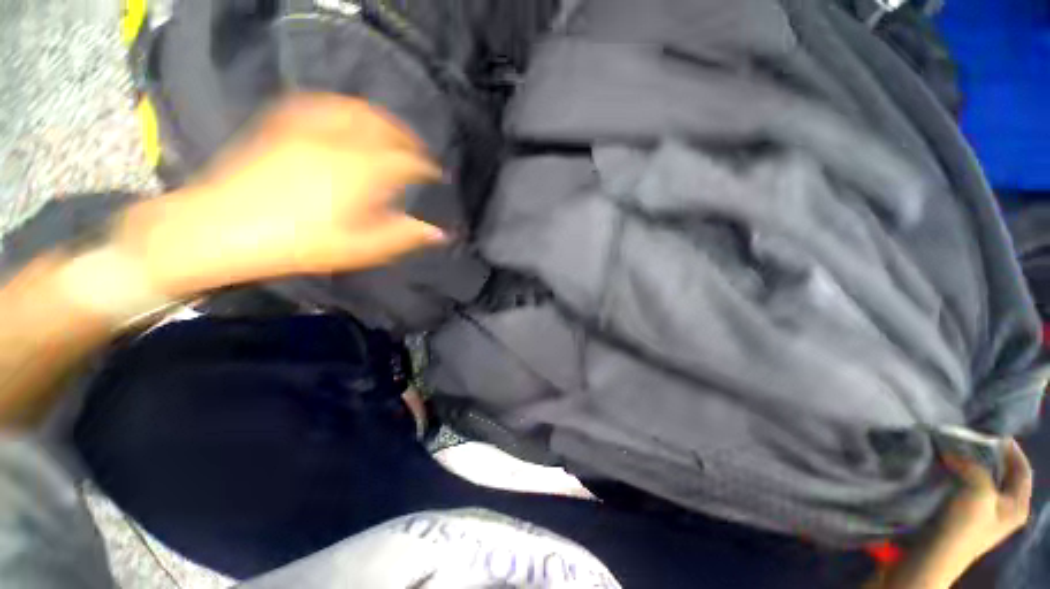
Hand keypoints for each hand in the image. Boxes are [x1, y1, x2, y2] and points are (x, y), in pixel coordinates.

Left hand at [116, 93, 446, 296]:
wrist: (220, 229)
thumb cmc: (297, 244)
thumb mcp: (358, 249)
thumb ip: (402, 236)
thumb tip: (439, 232)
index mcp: (361, 174)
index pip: (407, 162)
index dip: (427, 168)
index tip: (435, 175)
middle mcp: (340, 143)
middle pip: (386, 129)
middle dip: (408, 138)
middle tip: (418, 151)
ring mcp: (309, 130)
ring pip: (356, 110)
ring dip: (381, 118)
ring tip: (391, 130)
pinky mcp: (283, 126)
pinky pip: (320, 105)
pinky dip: (342, 107)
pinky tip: (347, 114)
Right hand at [868, 440, 1033, 588]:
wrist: (931, 557)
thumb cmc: (962, 527)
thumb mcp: (977, 492)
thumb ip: (974, 466)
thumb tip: (957, 450)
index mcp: (1016, 505)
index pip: (1022, 470)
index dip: (1012, 450)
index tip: (994, 431)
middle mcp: (1003, 509)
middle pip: (1002, 475)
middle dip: (989, 455)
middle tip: (970, 438)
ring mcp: (981, 514)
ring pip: (981, 480)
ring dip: (971, 464)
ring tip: (955, 449)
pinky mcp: (961, 515)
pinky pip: (966, 487)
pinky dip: (958, 473)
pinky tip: (944, 467)